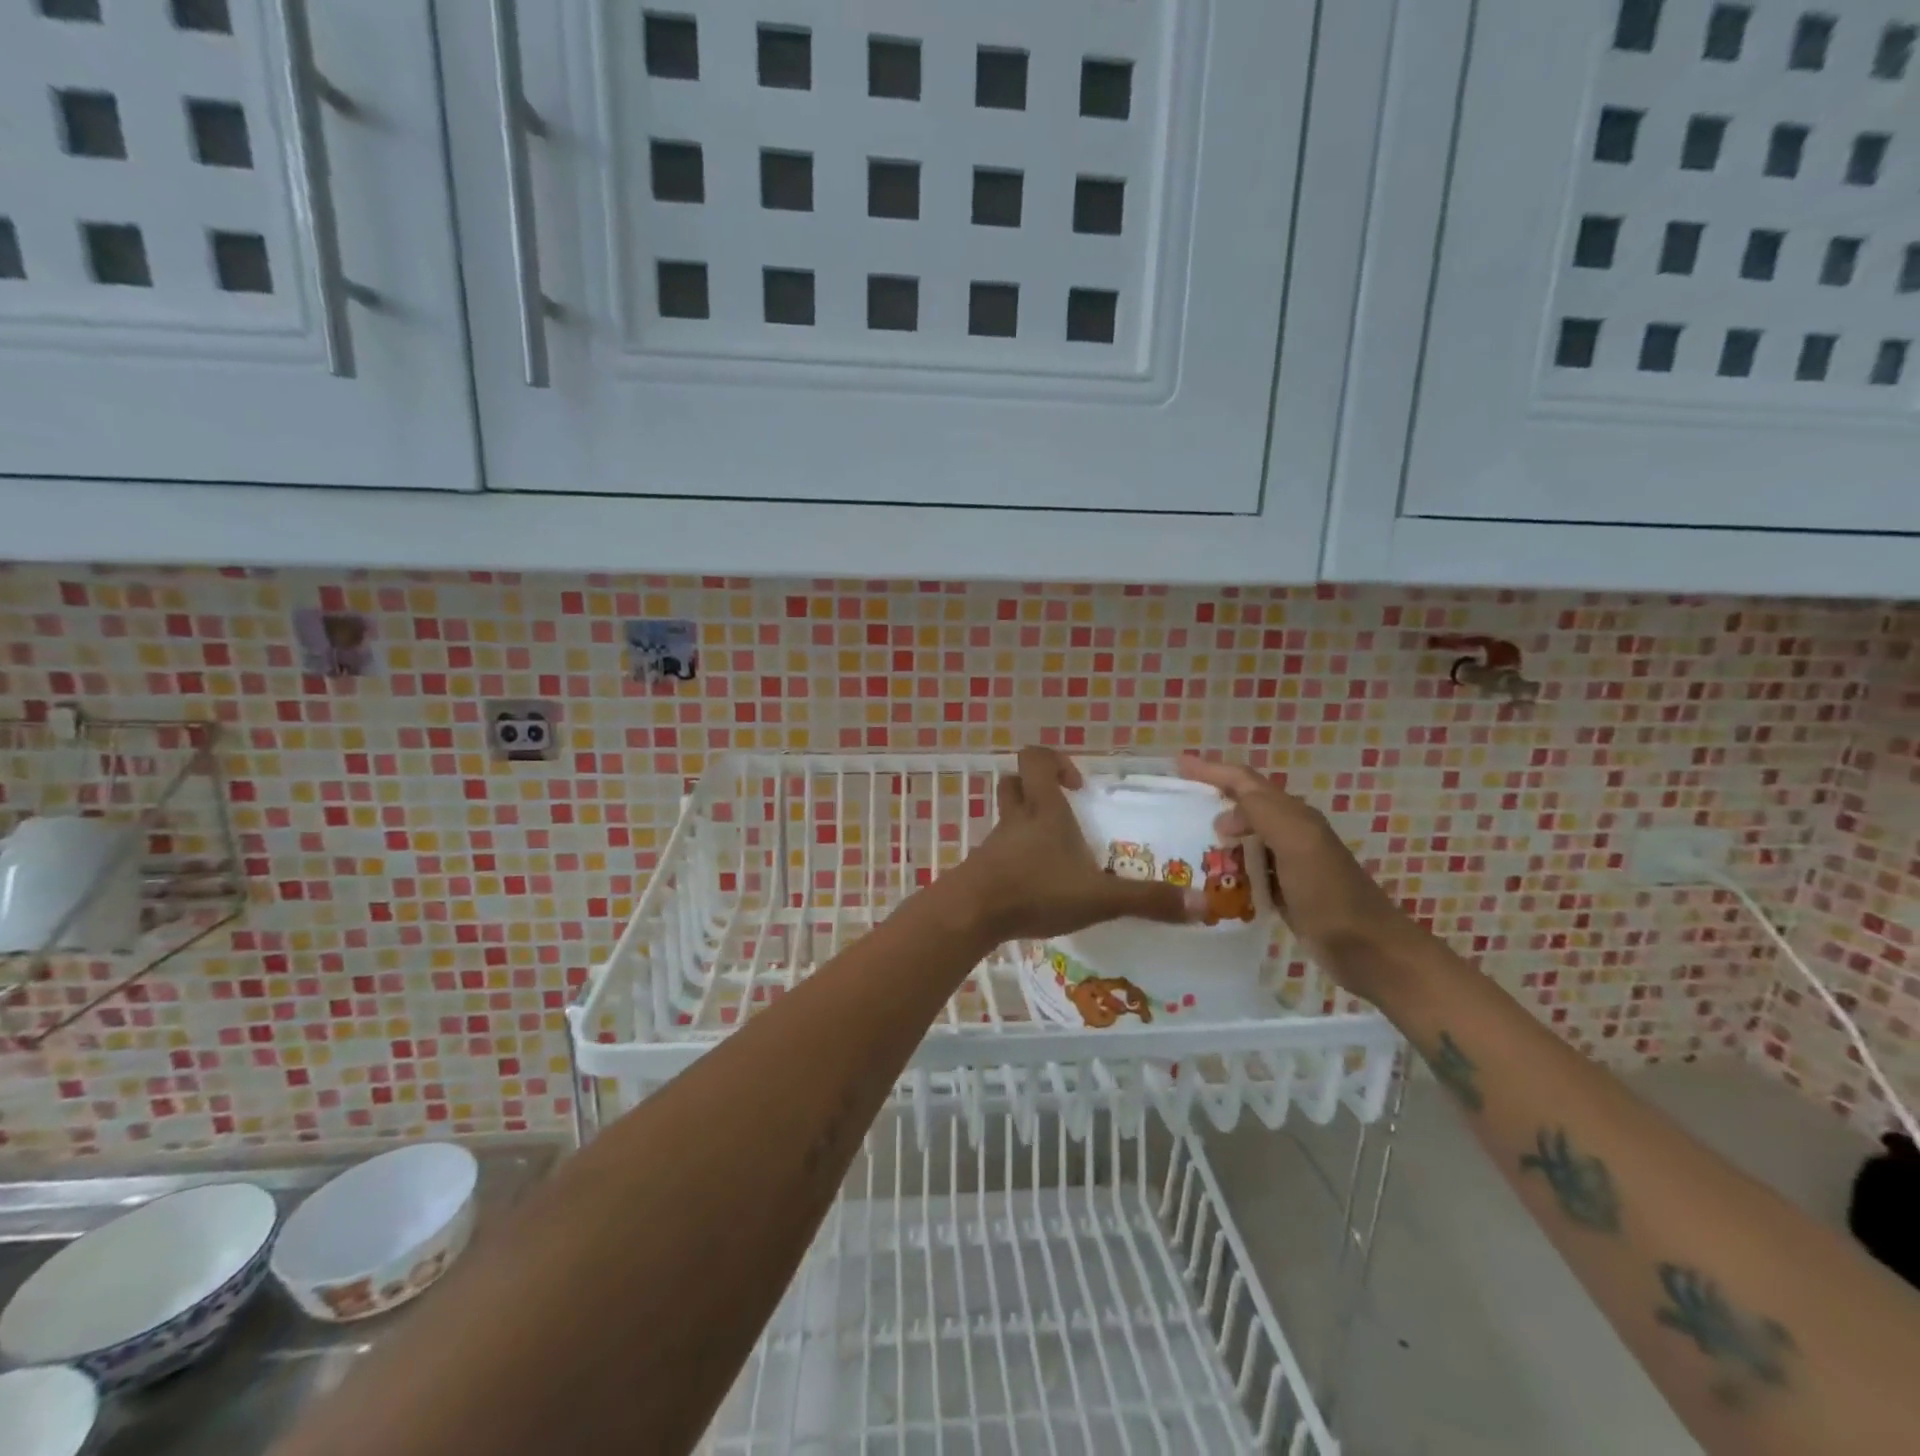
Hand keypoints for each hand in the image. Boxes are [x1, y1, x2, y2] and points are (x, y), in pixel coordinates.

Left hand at [943, 747, 1205, 944]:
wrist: (972, 914)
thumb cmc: (1035, 890)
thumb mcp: (1099, 897)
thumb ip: (1148, 900)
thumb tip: (1203, 905)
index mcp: (1043, 810)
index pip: (1036, 759)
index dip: (1055, 761)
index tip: (1077, 786)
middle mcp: (1016, 818)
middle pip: (1015, 782)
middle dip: (1037, 788)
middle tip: (1065, 811)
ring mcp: (995, 843)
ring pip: (1006, 817)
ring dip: (1028, 824)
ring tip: (1057, 852)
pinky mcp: (983, 868)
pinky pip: (1000, 850)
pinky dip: (1017, 857)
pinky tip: (1037, 883)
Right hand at [1176, 753, 1429, 995]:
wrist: (1370, 951)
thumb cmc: (1331, 896)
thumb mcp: (1298, 845)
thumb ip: (1265, 814)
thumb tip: (1225, 811)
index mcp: (1293, 815)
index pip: (1245, 781)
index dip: (1211, 770)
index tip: (1177, 766)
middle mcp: (1290, 832)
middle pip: (1244, 805)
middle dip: (1211, 800)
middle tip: (1174, 808)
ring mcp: (1288, 863)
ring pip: (1244, 838)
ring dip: (1215, 836)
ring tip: (1181, 844)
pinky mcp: (1284, 892)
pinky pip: (1247, 870)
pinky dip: (1226, 868)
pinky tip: (1208, 879)